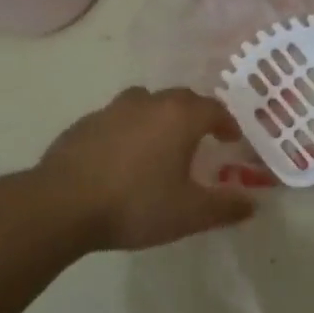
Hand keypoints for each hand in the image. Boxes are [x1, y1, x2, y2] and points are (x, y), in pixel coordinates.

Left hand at [31, 87, 254, 251]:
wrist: (60, 205)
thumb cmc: (135, 204)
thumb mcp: (189, 213)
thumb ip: (225, 207)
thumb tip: (253, 205)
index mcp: (181, 117)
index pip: (215, 109)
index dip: (227, 123)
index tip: (231, 139)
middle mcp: (150, 103)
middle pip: (181, 99)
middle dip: (196, 115)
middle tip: (200, 138)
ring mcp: (113, 110)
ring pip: (146, 103)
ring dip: (159, 116)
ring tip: (160, 142)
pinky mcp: (84, 124)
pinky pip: (116, 119)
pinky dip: (128, 130)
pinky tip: (122, 158)